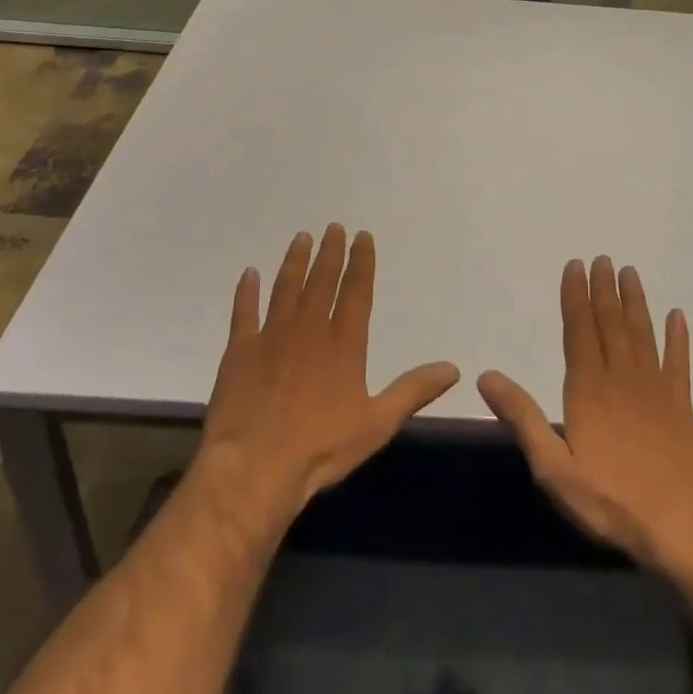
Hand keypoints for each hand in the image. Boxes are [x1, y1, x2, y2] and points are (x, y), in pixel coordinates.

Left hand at [197, 224, 459, 531]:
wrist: (254, 466)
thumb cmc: (320, 447)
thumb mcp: (377, 424)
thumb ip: (413, 391)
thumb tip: (452, 368)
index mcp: (343, 343)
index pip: (356, 290)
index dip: (361, 261)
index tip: (362, 236)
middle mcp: (308, 328)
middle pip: (321, 280)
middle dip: (329, 252)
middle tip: (333, 227)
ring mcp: (271, 335)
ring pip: (285, 287)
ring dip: (295, 261)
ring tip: (301, 238)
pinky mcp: (240, 350)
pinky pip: (244, 311)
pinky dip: (246, 291)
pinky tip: (249, 274)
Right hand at [478, 256, 692, 570]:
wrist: (680, 529)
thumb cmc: (610, 500)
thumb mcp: (553, 468)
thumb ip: (522, 418)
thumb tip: (486, 377)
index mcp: (588, 388)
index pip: (579, 330)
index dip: (575, 296)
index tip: (575, 266)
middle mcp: (621, 377)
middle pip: (611, 323)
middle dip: (604, 289)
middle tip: (603, 258)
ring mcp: (655, 389)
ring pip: (642, 334)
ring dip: (635, 302)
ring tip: (630, 273)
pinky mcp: (681, 406)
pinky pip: (679, 363)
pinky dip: (679, 338)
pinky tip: (678, 316)